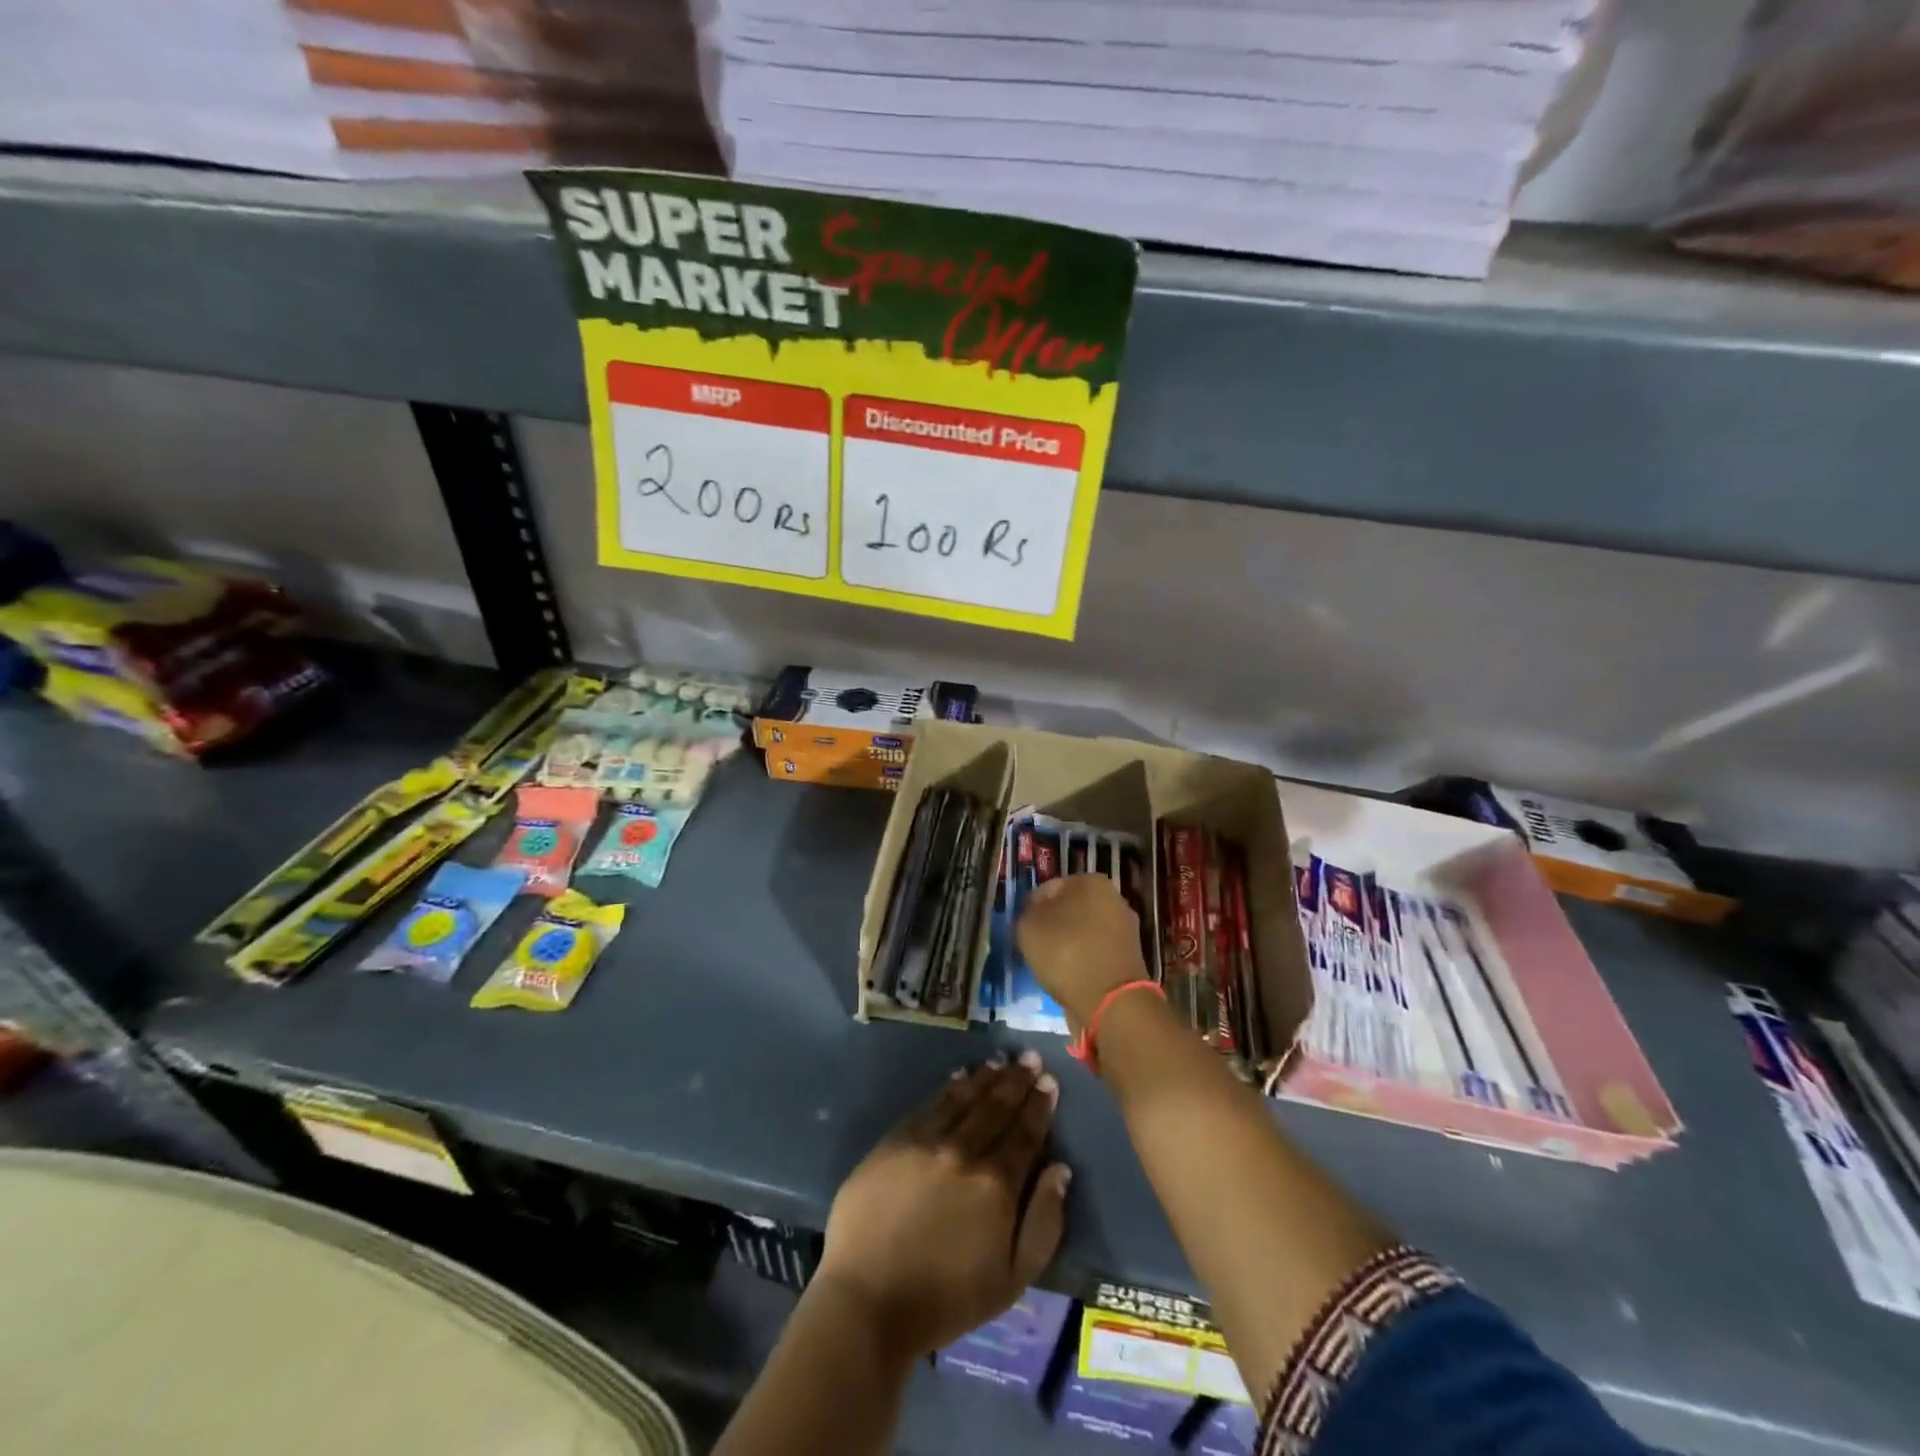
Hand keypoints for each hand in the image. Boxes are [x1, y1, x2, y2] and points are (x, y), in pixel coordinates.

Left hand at [815, 1052, 1071, 1355]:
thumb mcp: (1012, 1279)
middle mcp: (965, 1152)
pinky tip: (960, 1077)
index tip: (1048, 1081)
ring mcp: (927, 1141)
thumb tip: (1060, 1170)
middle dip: (1016, 1080)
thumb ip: (1044, 1222)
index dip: (1039, 1105)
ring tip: (1000, 1060)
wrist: (869, 1300)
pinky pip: (930, 1104)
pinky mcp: (895, 1140)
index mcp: (997, 1185)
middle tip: (1029, 1057)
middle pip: (997, 1107)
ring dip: (985, 1077)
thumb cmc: (946, 1299)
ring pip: (964, 1098)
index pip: (1025, 1133)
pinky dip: (950, 1087)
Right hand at [1016, 874, 1149, 1026]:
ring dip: (1069, 945)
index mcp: (1090, 881)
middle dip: (1054, 925)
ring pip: (1084, 932)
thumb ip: (1028, 912)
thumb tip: (1035, 913)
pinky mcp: (1130, 957)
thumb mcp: (1028, 927)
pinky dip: (1083, 962)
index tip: (1024, 930)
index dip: (1032, 908)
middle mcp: (1113, 898)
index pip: (1049, 888)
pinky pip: (1096, 953)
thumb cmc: (1066, 953)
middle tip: (1036, 947)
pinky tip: (1071, 977)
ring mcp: (1125, 929)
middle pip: (1070, 909)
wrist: (1111, 1001)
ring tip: (1052, 966)